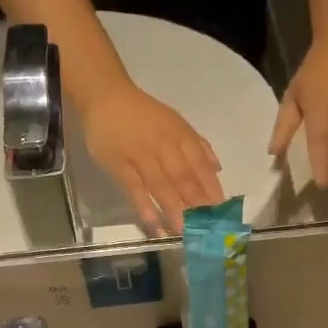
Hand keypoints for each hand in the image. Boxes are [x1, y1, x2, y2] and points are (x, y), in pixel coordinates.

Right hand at [84, 80, 224, 233]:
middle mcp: (164, 145)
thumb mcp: (175, 122)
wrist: (105, 96)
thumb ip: (197, 145)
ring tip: (185, 232)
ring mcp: (140, 156)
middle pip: (183, 178)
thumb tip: (217, 168)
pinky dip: (145, 207)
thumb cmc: (143, 114)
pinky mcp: (119, 165)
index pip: (200, 164)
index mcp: (180, 135)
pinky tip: (155, 225)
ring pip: (161, 185)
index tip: (221, 210)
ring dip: (175, 210)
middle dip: (197, 203)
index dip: (211, 187)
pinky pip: (135, 189)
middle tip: (206, 227)